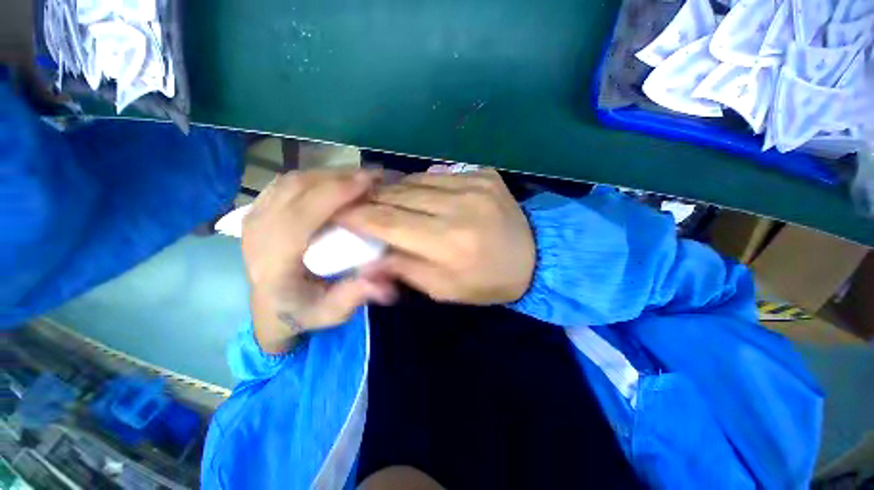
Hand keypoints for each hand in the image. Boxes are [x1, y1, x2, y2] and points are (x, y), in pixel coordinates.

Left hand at [243, 169, 394, 353]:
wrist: (271, 308)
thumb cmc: (303, 311)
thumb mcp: (331, 313)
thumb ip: (354, 296)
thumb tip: (385, 281)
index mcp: (273, 261)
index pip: (301, 215)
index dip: (335, 194)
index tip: (369, 182)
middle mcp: (258, 233)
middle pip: (296, 189)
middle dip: (339, 177)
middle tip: (373, 176)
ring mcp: (254, 218)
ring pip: (292, 181)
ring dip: (329, 175)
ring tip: (360, 177)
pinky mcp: (259, 210)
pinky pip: (287, 182)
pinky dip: (315, 177)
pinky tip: (337, 182)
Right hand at [337, 169, 534, 304]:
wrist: (535, 257)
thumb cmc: (487, 281)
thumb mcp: (445, 289)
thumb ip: (404, 270)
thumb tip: (366, 260)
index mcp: (449, 243)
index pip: (389, 222)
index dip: (358, 216)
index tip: (338, 215)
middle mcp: (459, 207)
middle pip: (398, 196)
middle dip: (371, 200)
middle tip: (356, 206)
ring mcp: (473, 184)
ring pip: (415, 180)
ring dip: (394, 190)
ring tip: (383, 199)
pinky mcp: (483, 174)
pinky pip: (438, 173)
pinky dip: (420, 184)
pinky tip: (417, 194)